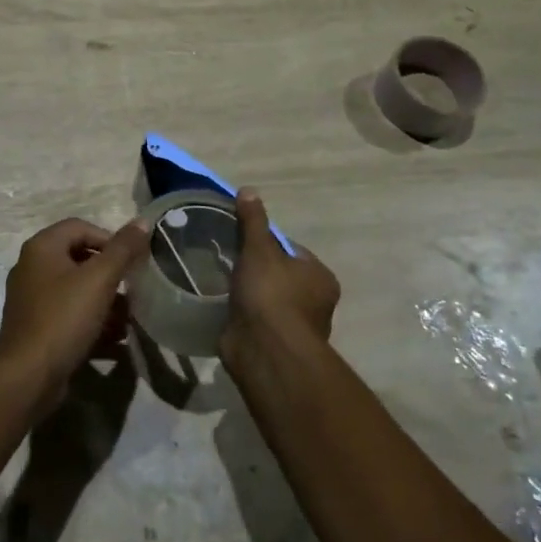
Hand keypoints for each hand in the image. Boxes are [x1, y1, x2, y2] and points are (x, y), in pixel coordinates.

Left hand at [0, 217, 150, 414]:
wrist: (28, 377)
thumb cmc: (64, 318)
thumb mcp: (99, 279)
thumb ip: (123, 249)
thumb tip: (143, 221)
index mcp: (42, 248)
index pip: (81, 227)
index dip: (110, 239)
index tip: (132, 260)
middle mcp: (32, 268)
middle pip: (79, 258)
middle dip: (110, 273)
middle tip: (133, 288)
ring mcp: (31, 299)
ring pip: (76, 289)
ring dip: (105, 300)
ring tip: (130, 317)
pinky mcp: (36, 328)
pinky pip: (69, 315)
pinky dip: (92, 321)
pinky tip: (116, 339)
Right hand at [223, 189, 339, 360]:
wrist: (265, 351)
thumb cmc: (271, 294)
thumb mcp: (259, 249)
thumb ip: (253, 221)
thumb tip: (249, 190)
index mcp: (319, 277)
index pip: (291, 250)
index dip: (266, 242)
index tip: (241, 239)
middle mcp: (313, 302)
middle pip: (279, 274)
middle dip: (255, 268)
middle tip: (227, 257)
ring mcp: (293, 327)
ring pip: (266, 299)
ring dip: (247, 293)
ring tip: (220, 280)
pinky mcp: (272, 345)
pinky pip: (254, 321)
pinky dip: (241, 314)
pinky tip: (222, 305)